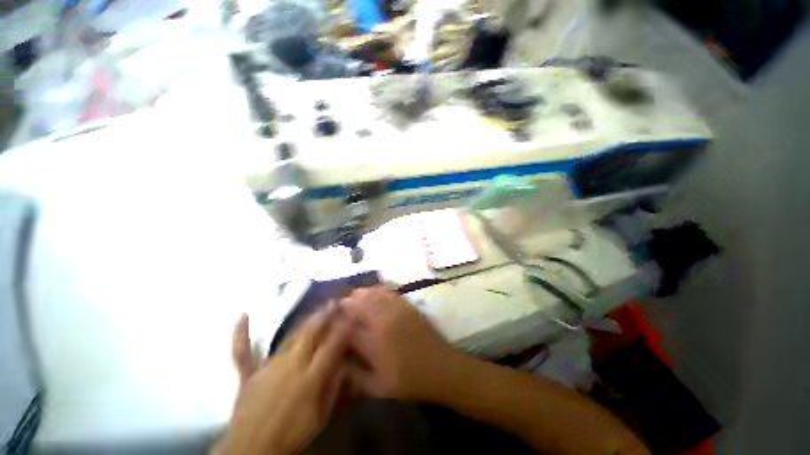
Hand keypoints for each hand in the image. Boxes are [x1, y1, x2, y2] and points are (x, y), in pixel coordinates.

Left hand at [222, 306, 350, 454]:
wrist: (253, 451)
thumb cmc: (292, 434)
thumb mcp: (321, 416)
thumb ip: (333, 387)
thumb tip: (345, 363)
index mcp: (311, 377)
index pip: (332, 345)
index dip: (344, 327)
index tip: (352, 313)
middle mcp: (291, 365)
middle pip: (311, 333)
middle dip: (325, 315)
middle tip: (335, 302)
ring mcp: (268, 367)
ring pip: (290, 336)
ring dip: (306, 320)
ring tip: (317, 308)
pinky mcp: (249, 373)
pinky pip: (243, 351)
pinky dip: (241, 334)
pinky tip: (243, 315)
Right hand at [341, 286, 461, 400]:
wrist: (441, 367)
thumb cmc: (409, 380)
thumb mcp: (378, 386)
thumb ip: (354, 374)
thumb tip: (339, 361)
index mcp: (374, 338)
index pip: (349, 322)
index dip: (338, 318)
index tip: (332, 318)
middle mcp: (384, 317)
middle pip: (361, 301)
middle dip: (349, 302)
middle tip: (343, 307)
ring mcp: (398, 308)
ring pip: (374, 293)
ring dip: (363, 294)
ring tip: (356, 298)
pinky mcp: (408, 305)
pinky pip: (389, 292)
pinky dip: (378, 290)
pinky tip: (375, 294)